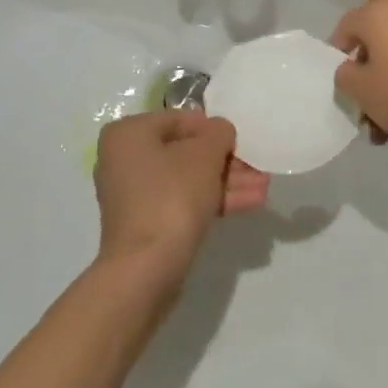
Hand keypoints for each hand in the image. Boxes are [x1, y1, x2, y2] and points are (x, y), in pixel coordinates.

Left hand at [93, 112, 267, 286]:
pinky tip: (250, 203)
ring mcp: (134, 194)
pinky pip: (182, 202)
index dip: (214, 129)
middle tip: (258, 167)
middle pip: (184, 152)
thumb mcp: (204, 155)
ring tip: (263, 187)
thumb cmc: (171, 196)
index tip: (241, 141)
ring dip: (226, 182)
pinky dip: (212, 200)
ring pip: (187, 179)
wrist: (146, 268)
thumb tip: (220, 131)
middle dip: (225, 160)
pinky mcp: (146, 224)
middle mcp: (124, 159)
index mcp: (128, 134)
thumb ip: (217, 134)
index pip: (179, 119)